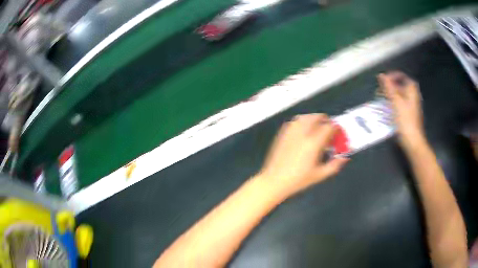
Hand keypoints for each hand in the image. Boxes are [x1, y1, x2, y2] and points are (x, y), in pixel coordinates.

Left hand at [258, 114, 348, 199]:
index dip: (335, 128)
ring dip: (313, 118)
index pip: (328, 127)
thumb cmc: (299, 180)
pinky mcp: (282, 133)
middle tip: (328, 127)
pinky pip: (294, 121)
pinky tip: (303, 129)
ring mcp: (291, 132)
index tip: (337, 132)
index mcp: (314, 143)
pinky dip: (301, 121)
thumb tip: (345, 157)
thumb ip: (334, 165)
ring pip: (304, 117)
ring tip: (316, 126)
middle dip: (325, 120)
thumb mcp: (320, 175)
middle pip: (316, 117)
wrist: (274, 180)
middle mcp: (303, 134)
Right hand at [378, 71, 423, 149]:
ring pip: (398, 95)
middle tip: (379, 92)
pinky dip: (392, 104)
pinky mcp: (408, 113)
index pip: (400, 76)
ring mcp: (411, 105)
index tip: (382, 82)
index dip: (391, 77)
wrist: (412, 140)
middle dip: (389, 87)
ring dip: (389, 96)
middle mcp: (412, 95)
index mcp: (411, 89)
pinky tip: (386, 109)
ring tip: (381, 100)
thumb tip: (381, 75)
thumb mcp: (396, 101)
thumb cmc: (405, 120)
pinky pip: (399, 104)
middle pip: (399, 85)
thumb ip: (388, 87)